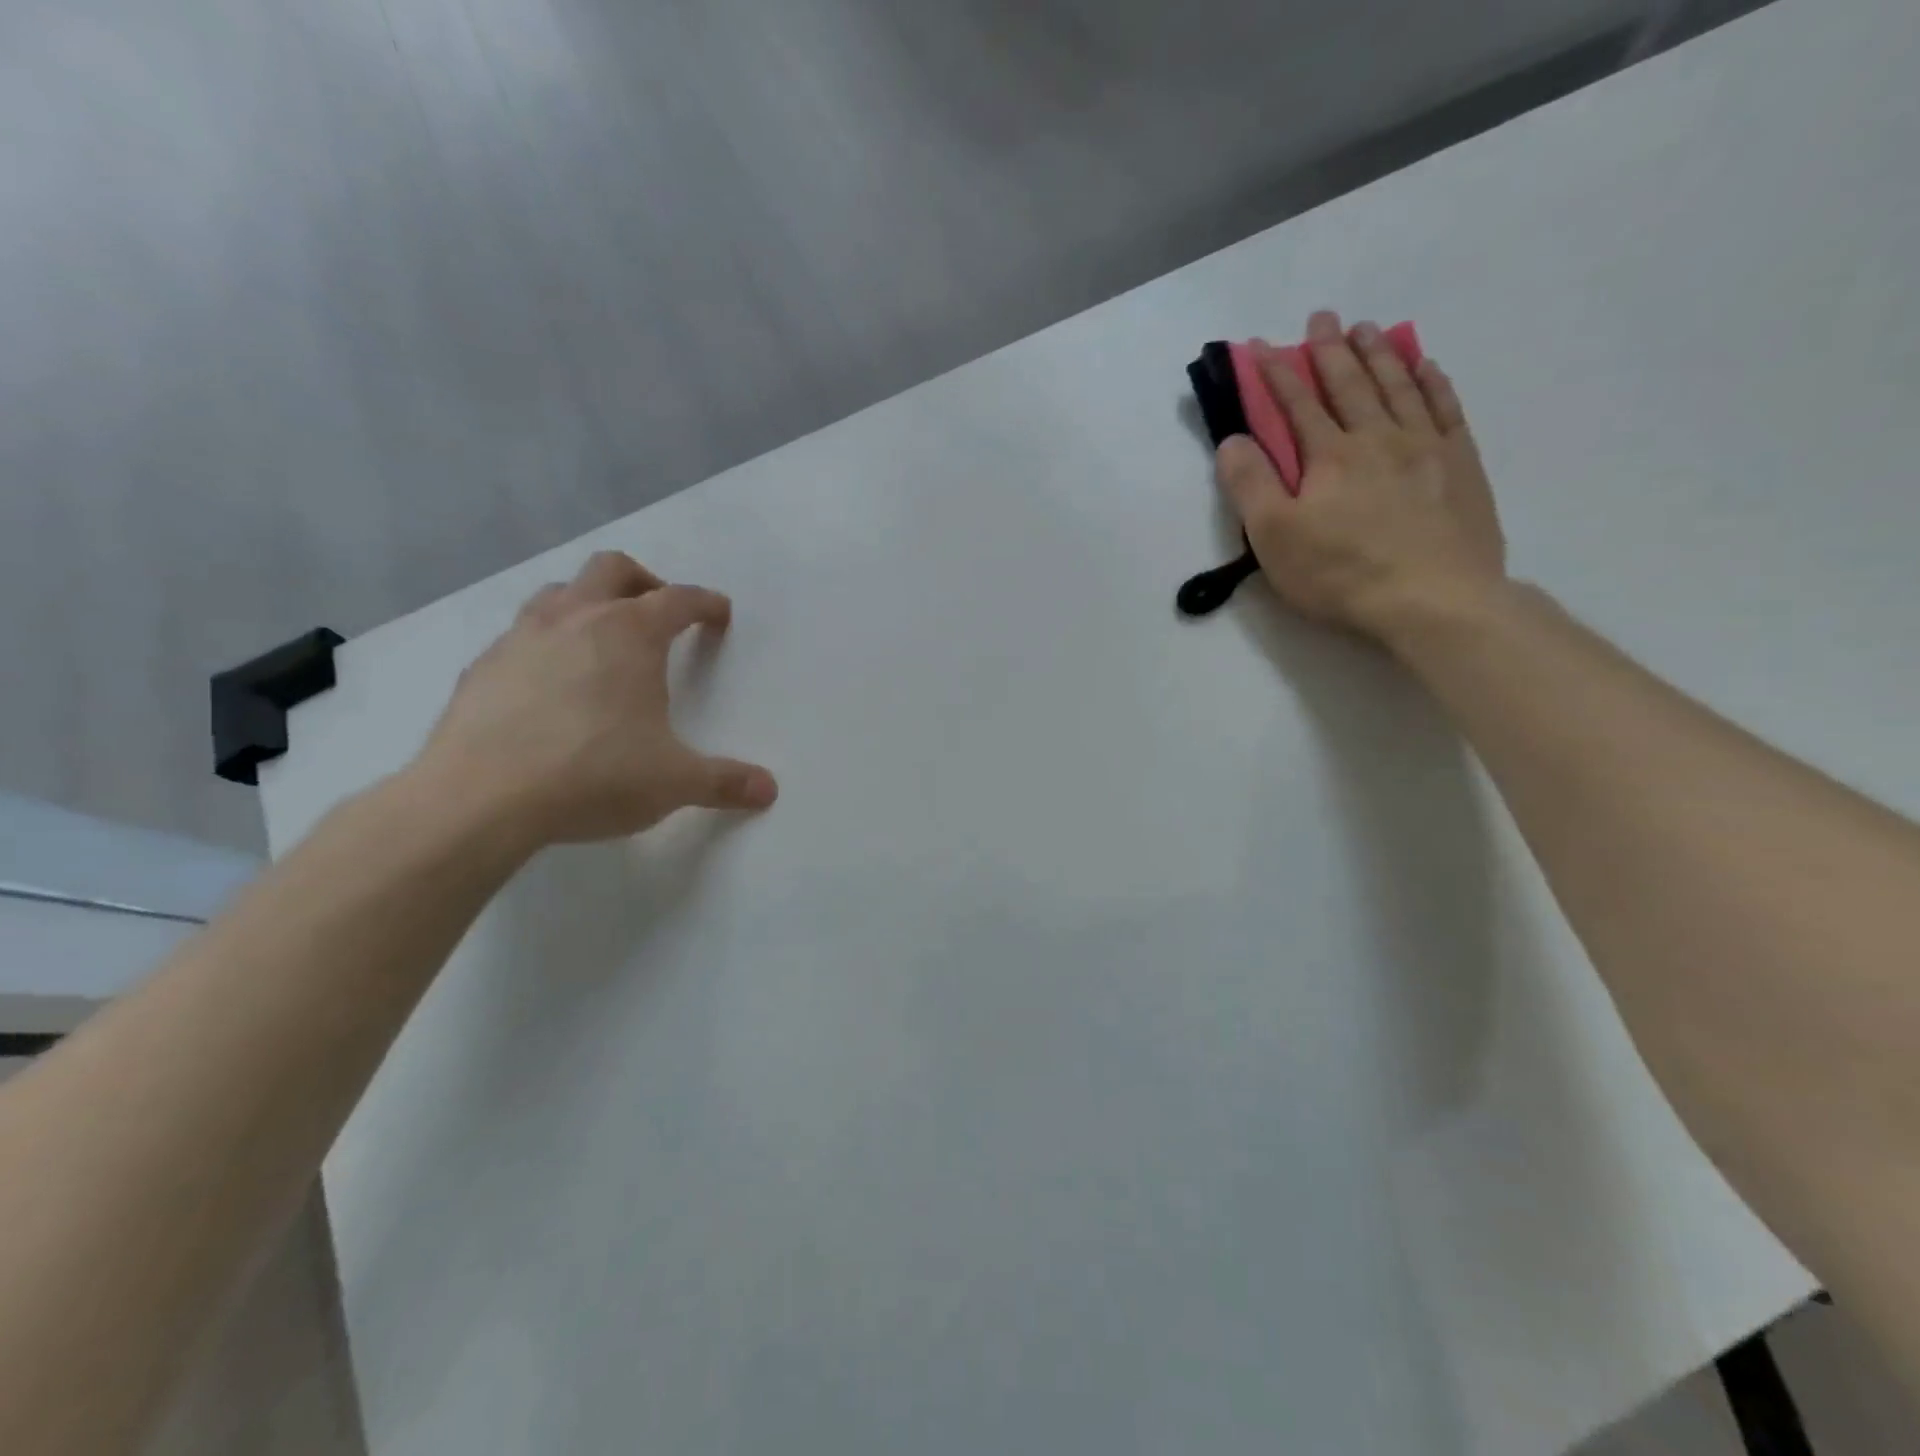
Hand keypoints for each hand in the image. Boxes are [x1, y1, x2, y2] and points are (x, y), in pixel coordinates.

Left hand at [414, 551, 777, 848]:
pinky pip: (521, 637)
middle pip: (612, 569)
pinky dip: (546, 645)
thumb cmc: (593, 775)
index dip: (705, 603)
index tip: (719, 614)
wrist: (479, 799)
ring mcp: (520, 638)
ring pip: (559, 594)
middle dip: (643, 582)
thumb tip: (769, 790)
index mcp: (629, 634)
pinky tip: (550, 688)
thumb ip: (725, 781)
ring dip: (588, 604)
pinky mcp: (482, 668)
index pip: (678, 599)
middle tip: (658, 613)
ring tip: (602, 643)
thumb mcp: (674, 782)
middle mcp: (575, 619)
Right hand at [1215, 310, 1506, 646]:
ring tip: (1368, 328)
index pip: (1296, 406)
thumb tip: (1232, 440)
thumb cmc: (1342, 573)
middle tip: (1322, 317)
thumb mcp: (1275, 538)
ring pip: (1399, 387)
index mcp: (1330, 456)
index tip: (1261, 346)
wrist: (1434, 599)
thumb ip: (1251, 486)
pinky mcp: (1462, 466)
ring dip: (1380, 355)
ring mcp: (1426, 448)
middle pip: (1350, 385)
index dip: (1276, 374)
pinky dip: (1433, 382)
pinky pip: (1446, 409)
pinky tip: (1426, 366)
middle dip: (1331, 350)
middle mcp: (1378, 438)